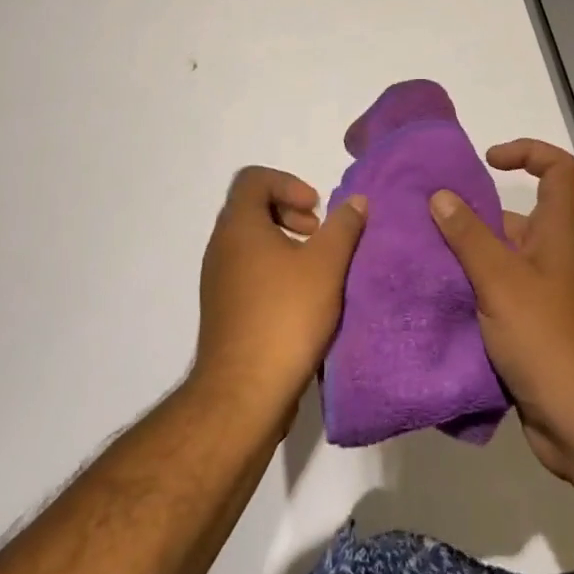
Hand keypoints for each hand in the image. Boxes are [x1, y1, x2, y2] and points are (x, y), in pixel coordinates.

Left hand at [193, 167, 367, 436]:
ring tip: (317, 271)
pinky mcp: (224, 311)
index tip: (316, 209)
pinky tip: (304, 301)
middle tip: (318, 235)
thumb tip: (356, 201)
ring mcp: (218, 281)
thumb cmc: (285, 316)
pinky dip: (275, 272)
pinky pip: (248, 273)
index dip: (288, 183)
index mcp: (238, 226)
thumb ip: (343, 227)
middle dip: (290, 213)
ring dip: (285, 245)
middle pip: (251, 208)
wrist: (243, 394)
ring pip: (251, 243)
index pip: (253, 179)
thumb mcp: (326, 266)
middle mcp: (221, 247)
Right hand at [430, 139, 573, 478]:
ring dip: (464, 260)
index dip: (528, 152)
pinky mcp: (532, 332)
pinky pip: (497, 299)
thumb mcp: (501, 281)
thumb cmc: (549, 340)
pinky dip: (471, 296)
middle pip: (515, 219)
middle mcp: (553, 259)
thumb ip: (468, 237)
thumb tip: (441, 195)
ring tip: (418, 262)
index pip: (558, 171)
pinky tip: (435, 303)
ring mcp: (544, 298)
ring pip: (500, 262)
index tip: (488, 162)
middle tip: (425, 223)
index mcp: (557, 235)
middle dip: (472, 217)